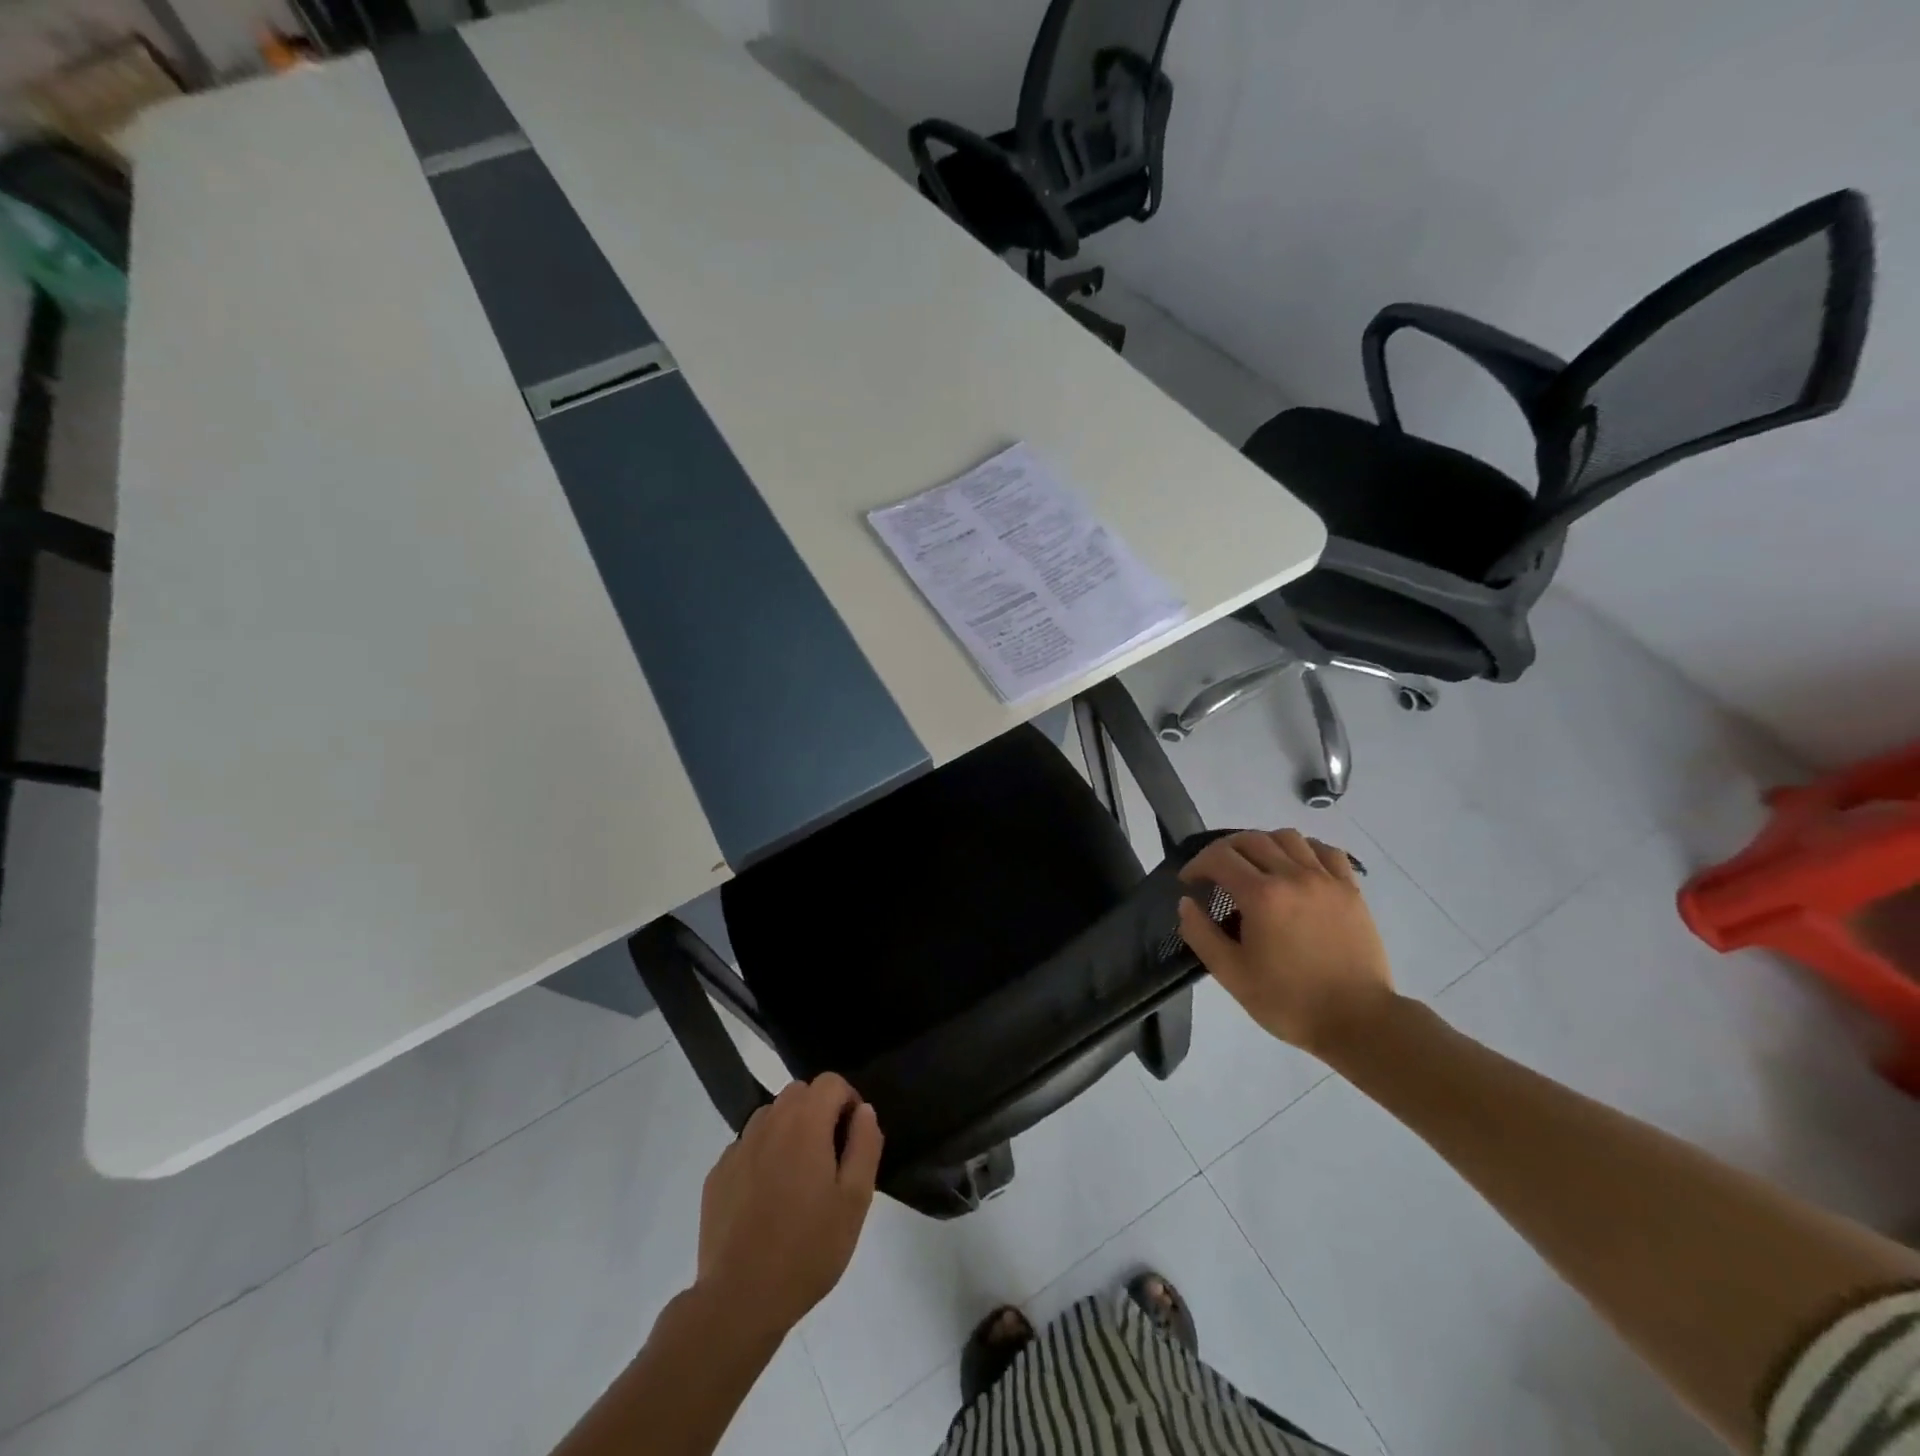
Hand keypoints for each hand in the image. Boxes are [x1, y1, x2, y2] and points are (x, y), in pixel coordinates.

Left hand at [695, 1074, 882, 1338]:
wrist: (740, 1300)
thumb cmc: (808, 1248)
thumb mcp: (855, 1200)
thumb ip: (865, 1145)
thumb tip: (864, 1111)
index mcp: (805, 1123)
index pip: (831, 1082)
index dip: (848, 1101)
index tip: (853, 1138)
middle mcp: (768, 1122)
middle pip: (799, 1093)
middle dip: (819, 1112)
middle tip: (830, 1158)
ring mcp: (738, 1147)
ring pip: (770, 1116)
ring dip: (789, 1130)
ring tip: (798, 1178)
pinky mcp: (717, 1174)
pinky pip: (747, 1147)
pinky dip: (762, 1156)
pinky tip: (767, 1199)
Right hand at [1177, 828, 1397, 1055]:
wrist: (1358, 1022)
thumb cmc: (1289, 1001)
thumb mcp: (1231, 974)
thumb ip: (1200, 933)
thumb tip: (1186, 903)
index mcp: (1261, 896)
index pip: (1219, 857)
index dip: (1197, 865)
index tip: (1189, 883)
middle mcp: (1293, 876)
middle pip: (1250, 839)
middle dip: (1224, 851)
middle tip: (1215, 874)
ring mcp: (1326, 880)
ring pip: (1287, 836)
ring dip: (1262, 844)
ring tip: (1255, 867)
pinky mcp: (1351, 890)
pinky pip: (1325, 851)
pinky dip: (1303, 849)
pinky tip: (1296, 867)